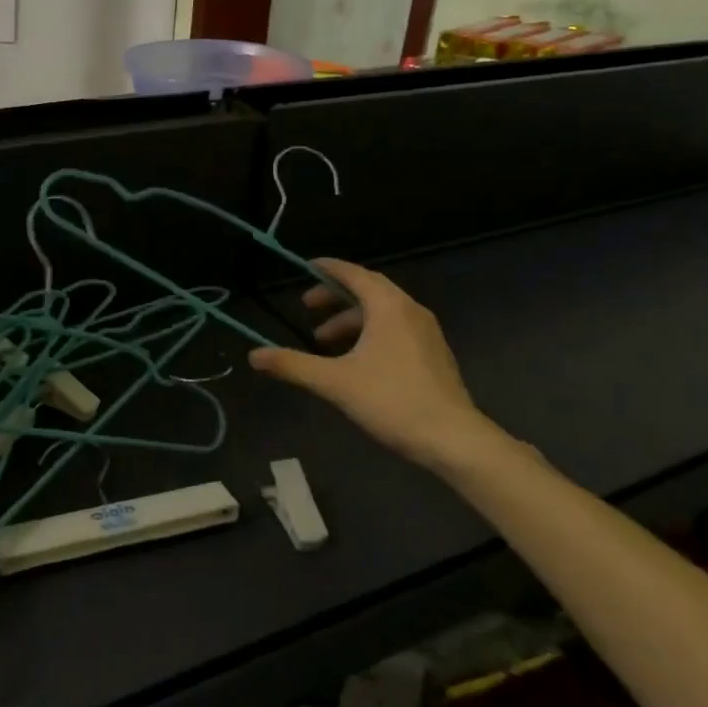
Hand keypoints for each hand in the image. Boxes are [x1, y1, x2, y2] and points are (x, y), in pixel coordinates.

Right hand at [248, 259, 506, 474]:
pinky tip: (355, 361)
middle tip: (308, 307)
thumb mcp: (334, 382)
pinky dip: (370, 333)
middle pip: (369, 290)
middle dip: (335, 296)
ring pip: (383, 313)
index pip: (354, 274)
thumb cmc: (391, 400)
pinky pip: (396, 329)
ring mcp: (426, 333)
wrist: (453, 439)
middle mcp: (410, 311)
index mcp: (388, 307)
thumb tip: (254, 356)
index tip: (306, 267)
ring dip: (351, 320)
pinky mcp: (433, 355)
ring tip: (324, 342)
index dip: (329, 269)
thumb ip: (293, 365)